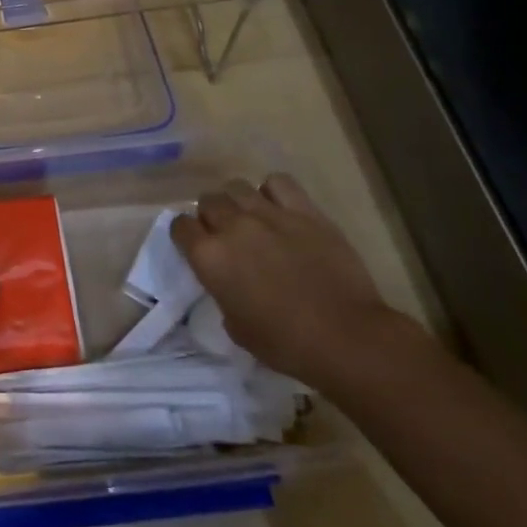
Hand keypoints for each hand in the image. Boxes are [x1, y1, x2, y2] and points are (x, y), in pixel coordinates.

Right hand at [171, 172, 413, 392]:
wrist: (346, 338)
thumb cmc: (285, 344)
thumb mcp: (235, 327)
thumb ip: (222, 292)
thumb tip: (227, 280)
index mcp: (209, 256)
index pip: (180, 226)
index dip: (186, 235)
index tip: (196, 246)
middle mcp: (232, 226)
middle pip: (208, 201)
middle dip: (211, 216)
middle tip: (226, 235)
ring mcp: (269, 214)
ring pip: (237, 187)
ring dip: (238, 202)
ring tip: (251, 218)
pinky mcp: (304, 211)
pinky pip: (278, 183)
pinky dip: (273, 192)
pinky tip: (280, 208)